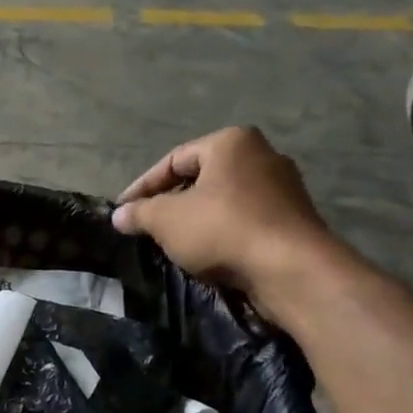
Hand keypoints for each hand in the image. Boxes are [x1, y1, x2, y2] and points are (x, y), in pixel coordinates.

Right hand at [111, 127, 333, 302]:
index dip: (142, 187)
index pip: (174, 160)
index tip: (123, 212)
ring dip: (195, 221)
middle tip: (147, 227)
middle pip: (200, 179)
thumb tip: (120, 215)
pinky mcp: (293, 219)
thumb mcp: (166, 220)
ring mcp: (283, 188)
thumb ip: (139, 213)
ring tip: (173, 244)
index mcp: (231, 142)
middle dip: (170, 203)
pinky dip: (221, 234)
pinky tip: (206, 255)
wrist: (291, 269)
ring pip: (223, 201)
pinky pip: (244, 221)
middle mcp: (262, 155)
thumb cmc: (223, 229)